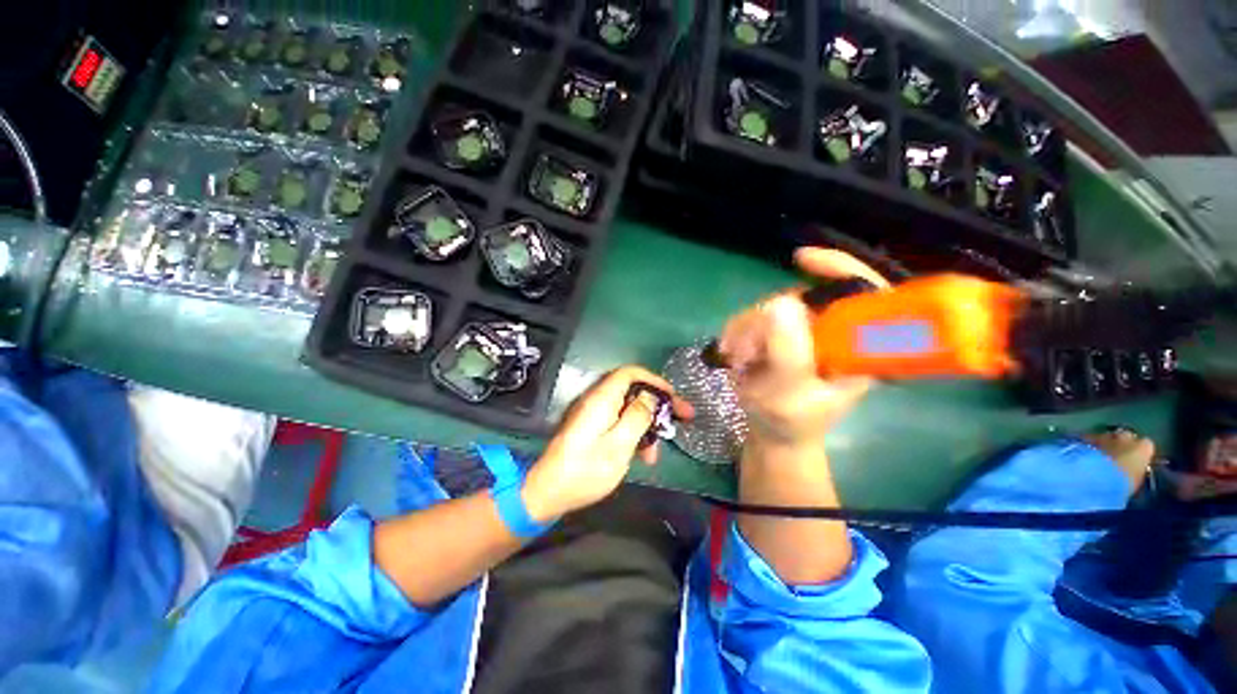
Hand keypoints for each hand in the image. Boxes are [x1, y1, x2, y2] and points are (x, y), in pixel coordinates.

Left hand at [523, 367, 693, 521]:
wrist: (548, 493)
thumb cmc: (586, 470)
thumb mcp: (619, 445)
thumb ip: (637, 416)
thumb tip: (650, 396)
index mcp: (603, 399)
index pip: (630, 373)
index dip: (654, 380)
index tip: (673, 396)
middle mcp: (597, 401)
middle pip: (632, 391)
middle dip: (657, 404)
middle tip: (681, 418)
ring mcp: (594, 415)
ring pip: (628, 410)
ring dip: (647, 425)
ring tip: (657, 452)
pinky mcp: (592, 429)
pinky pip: (619, 423)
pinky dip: (634, 435)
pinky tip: (643, 456)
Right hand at [719, 248, 889, 446]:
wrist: (773, 434)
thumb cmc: (790, 423)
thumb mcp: (790, 394)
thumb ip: (788, 352)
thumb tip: (779, 302)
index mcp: (858, 348)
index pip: (865, 292)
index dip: (840, 268)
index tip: (800, 261)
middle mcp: (834, 333)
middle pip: (803, 298)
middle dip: (766, 320)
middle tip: (744, 350)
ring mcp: (805, 333)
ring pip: (771, 307)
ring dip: (745, 330)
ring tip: (736, 359)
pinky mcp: (781, 335)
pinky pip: (754, 318)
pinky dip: (737, 332)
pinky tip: (732, 352)